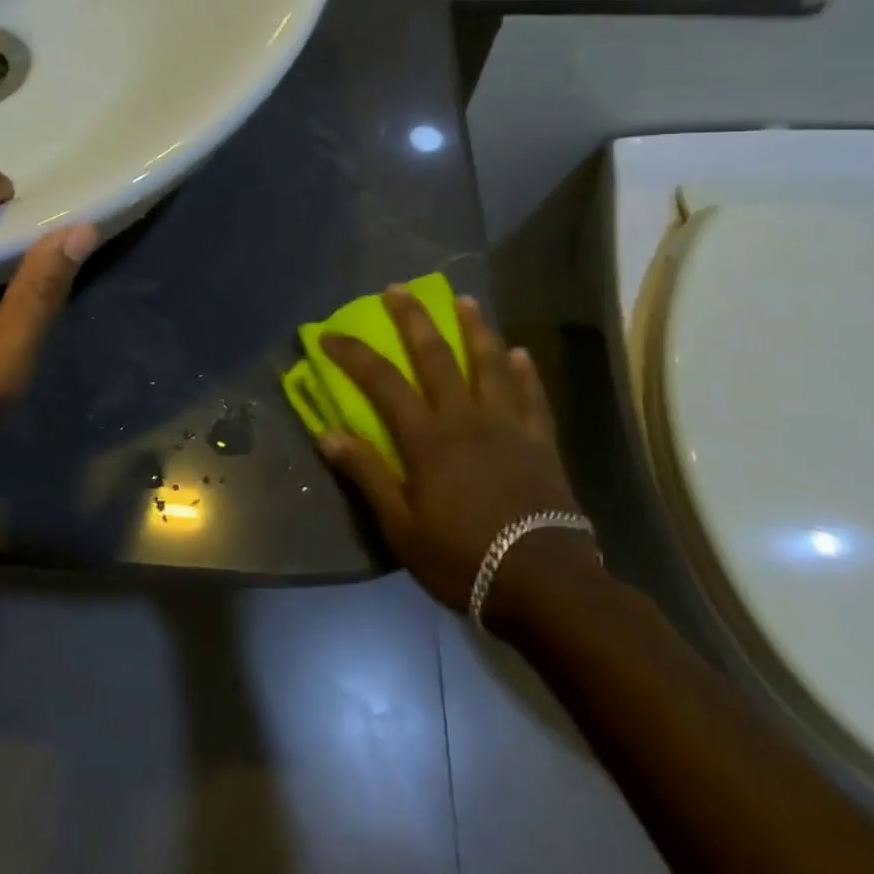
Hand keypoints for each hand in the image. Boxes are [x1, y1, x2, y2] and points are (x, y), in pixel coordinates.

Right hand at [318, 287, 590, 624]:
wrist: (546, 585)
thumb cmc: (464, 558)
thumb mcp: (401, 527)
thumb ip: (367, 475)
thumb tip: (327, 434)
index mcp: (428, 438)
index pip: (381, 382)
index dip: (353, 354)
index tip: (329, 334)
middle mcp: (466, 418)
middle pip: (437, 356)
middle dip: (414, 319)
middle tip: (399, 288)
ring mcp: (509, 427)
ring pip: (490, 365)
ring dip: (475, 329)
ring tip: (466, 301)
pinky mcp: (541, 443)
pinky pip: (534, 398)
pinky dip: (526, 373)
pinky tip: (522, 353)